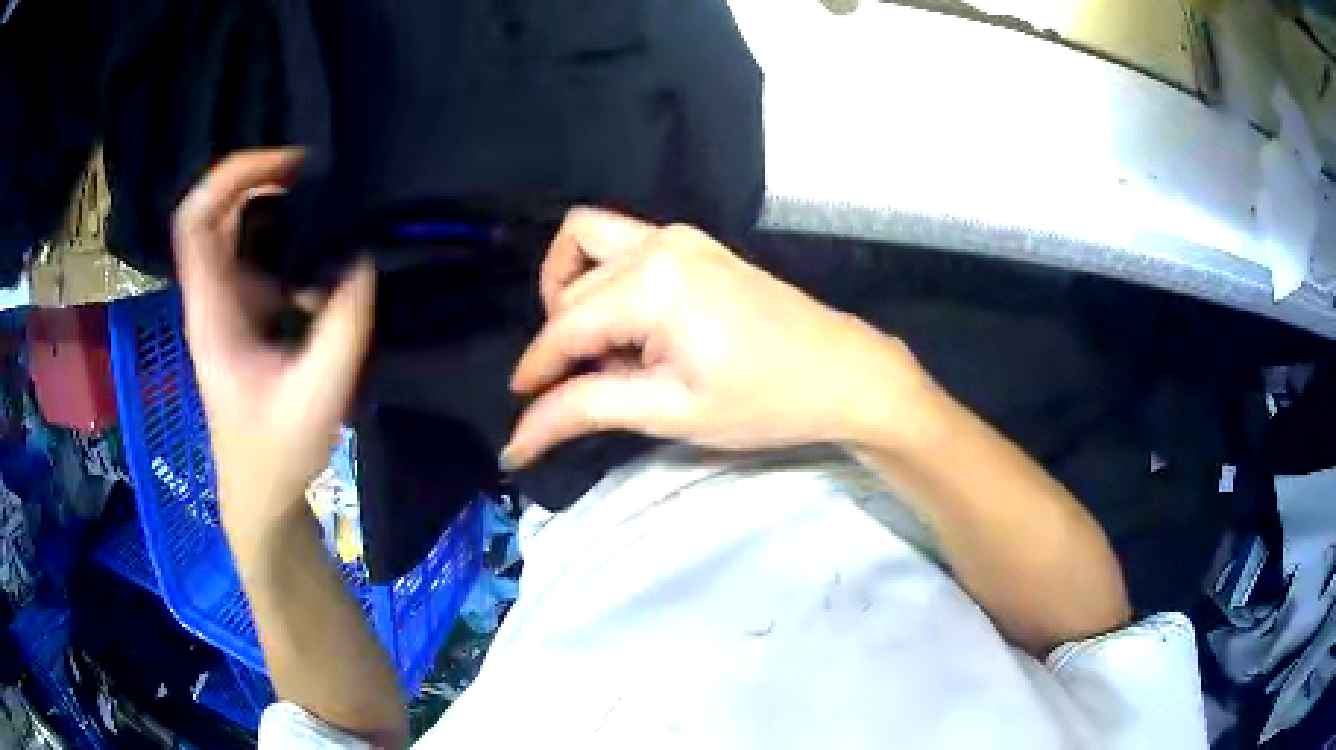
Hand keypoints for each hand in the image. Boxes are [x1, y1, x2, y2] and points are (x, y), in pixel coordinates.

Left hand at [173, 149, 375, 547]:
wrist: (259, 491)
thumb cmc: (275, 453)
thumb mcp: (317, 396)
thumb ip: (342, 327)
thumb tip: (363, 258)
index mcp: (211, 312)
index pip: (196, 221)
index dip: (231, 178)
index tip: (287, 168)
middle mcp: (211, 296)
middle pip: (215, 211)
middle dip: (259, 179)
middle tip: (315, 176)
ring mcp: (226, 303)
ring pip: (235, 228)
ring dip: (274, 205)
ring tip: (325, 203)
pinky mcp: (244, 314)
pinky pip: (257, 254)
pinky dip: (286, 236)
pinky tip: (323, 248)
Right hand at [505, 208, 931, 465]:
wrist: (843, 374)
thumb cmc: (764, 401)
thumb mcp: (669, 411)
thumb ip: (585, 411)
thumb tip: (517, 439)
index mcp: (651, 281)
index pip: (564, 326)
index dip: (535, 370)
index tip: (517, 408)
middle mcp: (657, 241)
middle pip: (571, 287)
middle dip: (563, 340)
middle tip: (594, 385)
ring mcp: (678, 234)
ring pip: (587, 246)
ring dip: (573, 293)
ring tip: (601, 347)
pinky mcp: (694, 242)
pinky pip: (620, 243)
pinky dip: (603, 277)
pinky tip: (629, 324)